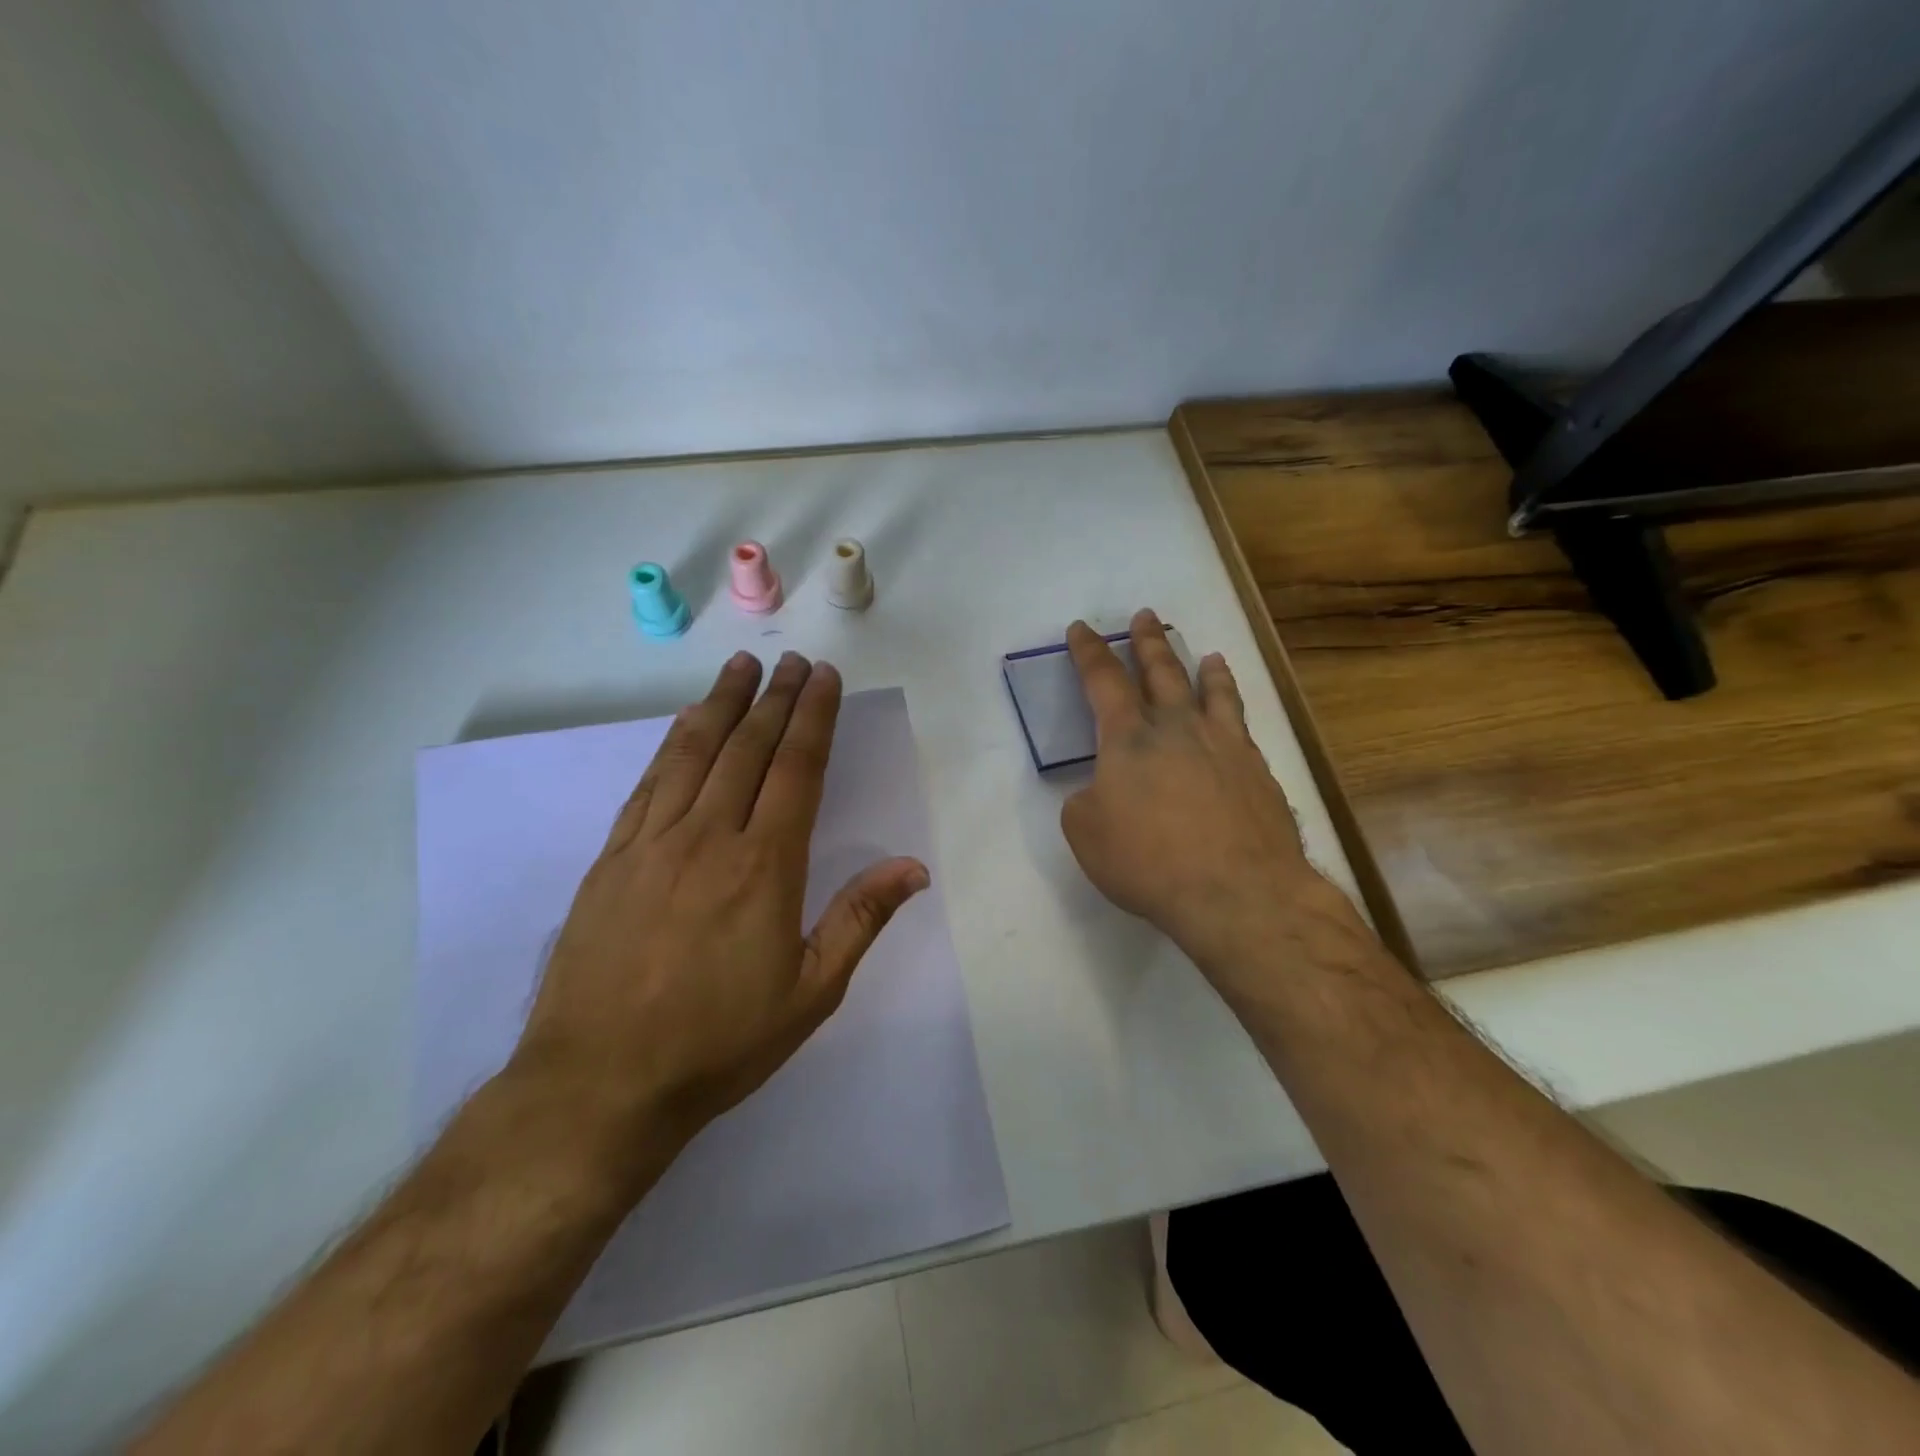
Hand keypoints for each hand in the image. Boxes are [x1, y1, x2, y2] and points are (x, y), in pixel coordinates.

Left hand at [511, 651, 928, 1175]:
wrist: (600, 1084)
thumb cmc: (718, 1043)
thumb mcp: (810, 993)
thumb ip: (860, 919)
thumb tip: (912, 867)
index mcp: (764, 866)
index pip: (796, 770)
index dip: (813, 718)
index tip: (824, 678)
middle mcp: (709, 838)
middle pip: (748, 749)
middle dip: (776, 699)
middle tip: (792, 661)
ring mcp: (652, 843)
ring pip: (694, 753)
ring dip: (722, 704)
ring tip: (742, 668)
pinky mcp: (611, 859)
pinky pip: (648, 784)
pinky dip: (672, 745)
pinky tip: (684, 725)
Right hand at [1061, 612, 1357, 1003]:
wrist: (1236, 891)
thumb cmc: (1147, 861)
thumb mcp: (1086, 833)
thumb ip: (1086, 801)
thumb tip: (1103, 790)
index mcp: (1128, 737)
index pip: (1102, 680)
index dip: (1089, 652)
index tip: (1081, 628)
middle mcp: (1178, 727)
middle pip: (1161, 672)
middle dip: (1147, 643)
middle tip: (1145, 616)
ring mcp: (1224, 745)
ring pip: (1212, 692)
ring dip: (1203, 669)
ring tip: (1208, 655)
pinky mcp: (1257, 770)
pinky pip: (1242, 724)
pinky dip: (1234, 708)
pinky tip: (1235, 713)